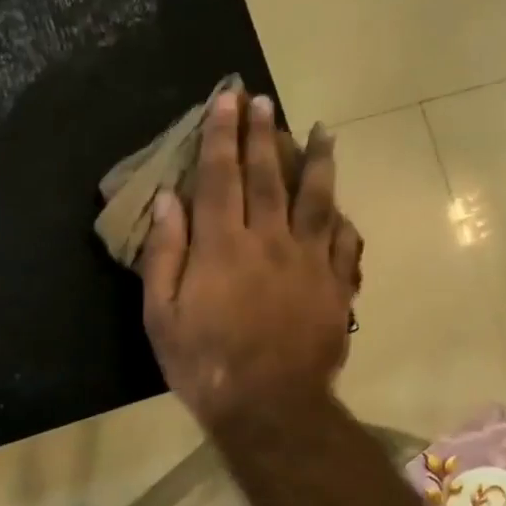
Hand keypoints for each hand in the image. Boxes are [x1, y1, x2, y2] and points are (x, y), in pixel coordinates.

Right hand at [140, 90, 362, 433]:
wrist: (269, 406)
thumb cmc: (204, 363)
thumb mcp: (162, 315)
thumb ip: (164, 254)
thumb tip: (167, 200)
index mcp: (222, 246)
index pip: (219, 177)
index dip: (221, 135)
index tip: (227, 99)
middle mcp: (268, 241)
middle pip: (267, 176)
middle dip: (263, 134)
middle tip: (263, 100)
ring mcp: (308, 261)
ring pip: (316, 198)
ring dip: (317, 160)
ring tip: (322, 130)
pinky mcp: (335, 285)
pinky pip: (343, 241)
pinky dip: (341, 218)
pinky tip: (341, 206)